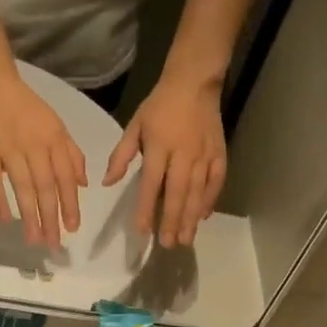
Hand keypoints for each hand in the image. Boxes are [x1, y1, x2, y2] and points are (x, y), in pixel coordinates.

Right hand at [0, 75, 86, 247]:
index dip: (70, 203)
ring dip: (29, 215)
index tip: (73, 228)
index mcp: (54, 140)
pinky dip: (0, 199)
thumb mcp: (57, 125)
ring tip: (35, 239)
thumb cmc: (28, 109)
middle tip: (54, 243)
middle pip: (45, 187)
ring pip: (22, 186)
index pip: (65, 177)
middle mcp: (34, 146)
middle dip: (51, 217)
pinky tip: (6, 220)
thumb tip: (83, 184)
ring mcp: (9, 149)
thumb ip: (72, 154)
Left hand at [104, 74, 226, 247]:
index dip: (145, 208)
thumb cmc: (160, 105)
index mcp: (159, 146)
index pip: (151, 184)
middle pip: (177, 193)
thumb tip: (107, 183)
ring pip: (197, 192)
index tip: (142, 230)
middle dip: (171, 220)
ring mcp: (203, 155)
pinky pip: (215, 182)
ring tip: (184, 239)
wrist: (194, 82)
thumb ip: (121, 155)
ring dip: (190, 217)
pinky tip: (203, 217)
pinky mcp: (219, 154)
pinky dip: (210, 200)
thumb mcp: (135, 125)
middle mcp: (183, 154)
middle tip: (167, 244)